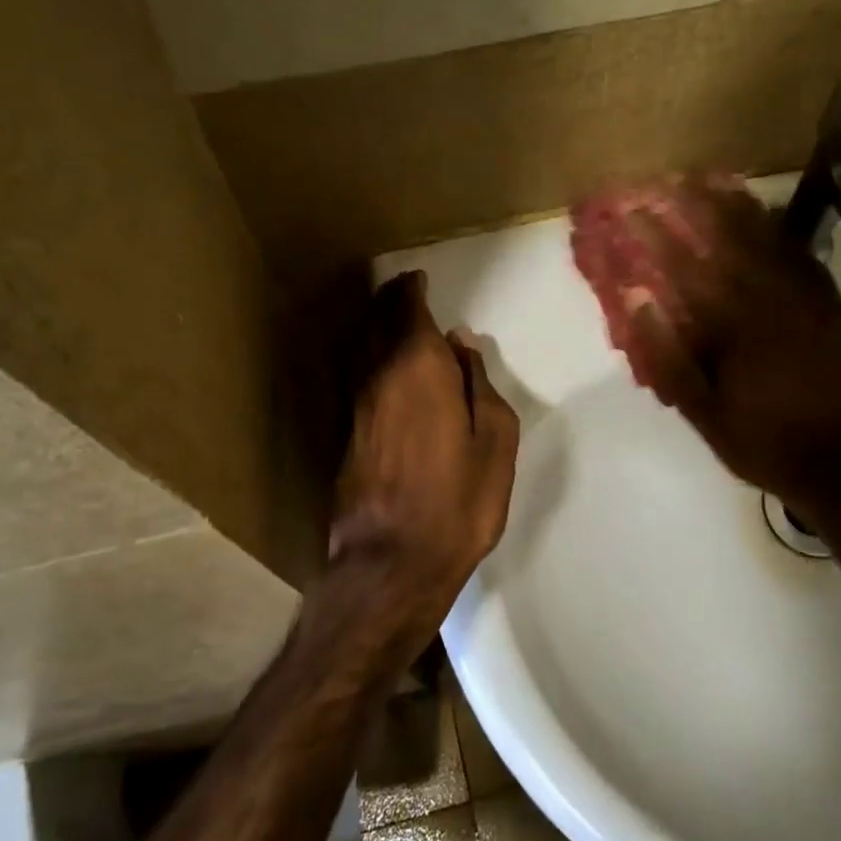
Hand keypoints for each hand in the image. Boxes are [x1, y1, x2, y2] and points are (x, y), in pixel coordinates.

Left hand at [322, 272, 519, 665]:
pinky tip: (381, 367)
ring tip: (389, 317)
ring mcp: (354, 405)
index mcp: (418, 368)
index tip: (419, 278)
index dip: (412, 289)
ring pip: (359, 347)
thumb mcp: (495, 441)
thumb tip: (461, 346)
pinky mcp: (344, 434)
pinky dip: (367, 357)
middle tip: (402, 289)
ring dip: (372, 325)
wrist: (392, 563)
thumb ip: (480, 384)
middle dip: (387, 299)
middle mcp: (377, 376)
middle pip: (375, 321)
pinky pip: (356, 376)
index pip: (407, 310)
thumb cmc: (459, 501)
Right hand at [573, 176, 840, 522]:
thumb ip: (668, 355)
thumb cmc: (760, 443)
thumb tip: (637, 301)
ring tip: (710, 179)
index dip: (655, 235)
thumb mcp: (702, 412)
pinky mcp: (831, 308)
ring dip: (735, 206)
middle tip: (667, 179)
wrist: (840, 467)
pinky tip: (765, 214)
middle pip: (728, 241)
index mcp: (736, 328)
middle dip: (694, 206)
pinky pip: (803, 256)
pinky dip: (779, 230)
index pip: (686, 269)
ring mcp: (808, 301)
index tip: (630, 209)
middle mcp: (773, 302)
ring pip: (768, 241)